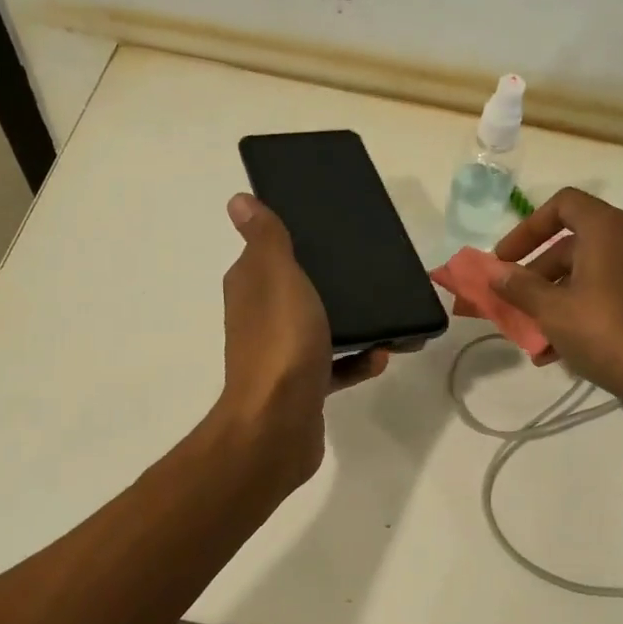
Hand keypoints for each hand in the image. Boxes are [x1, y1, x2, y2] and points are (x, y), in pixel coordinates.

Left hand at [216, 193, 387, 487]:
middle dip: (328, 283)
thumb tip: (237, 200)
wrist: (278, 424)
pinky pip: (335, 367)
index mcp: (250, 289)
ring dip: (350, 324)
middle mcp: (261, 319)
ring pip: (318, 329)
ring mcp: (281, 356)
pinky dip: (357, 362)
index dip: (289, 242)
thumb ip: (266, 239)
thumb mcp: (277, 277)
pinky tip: (381, 356)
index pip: (264, 255)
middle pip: (295, 291)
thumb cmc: (282, 343)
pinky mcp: (303, 387)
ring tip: (385, 317)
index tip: (326, 232)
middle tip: (365, 272)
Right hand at [489, 188, 622, 393]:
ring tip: (527, 334)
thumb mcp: (551, 309)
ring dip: (548, 300)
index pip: (562, 204)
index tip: (505, 258)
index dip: (528, 228)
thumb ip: (519, 287)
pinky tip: (550, 352)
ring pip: (580, 276)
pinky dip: (571, 314)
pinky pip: (597, 297)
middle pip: (568, 246)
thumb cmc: (602, 329)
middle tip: (511, 300)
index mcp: (605, 230)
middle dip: (533, 274)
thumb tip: (494, 272)